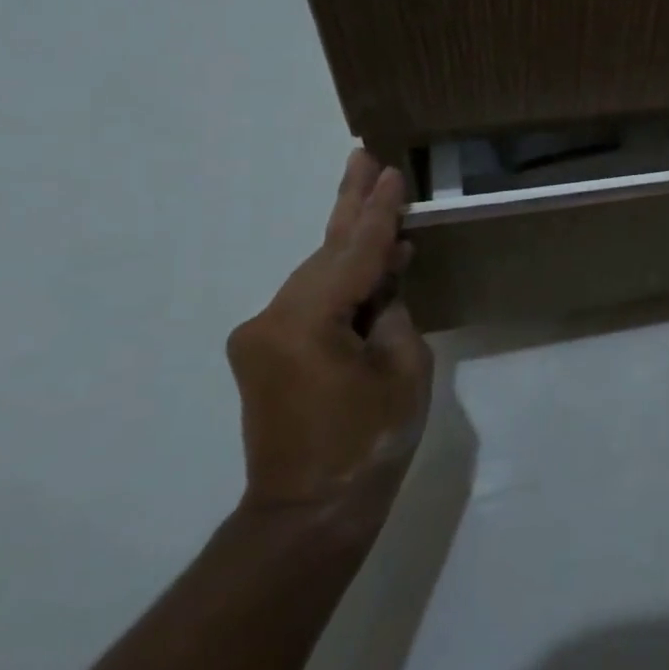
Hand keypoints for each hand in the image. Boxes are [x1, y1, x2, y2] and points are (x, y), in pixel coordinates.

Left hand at [226, 151, 431, 512]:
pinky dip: (343, 282)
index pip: (352, 253)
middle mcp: (271, 319)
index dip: (378, 212)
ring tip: (379, 204)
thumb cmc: (368, 442)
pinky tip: (373, 267)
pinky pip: (313, 302)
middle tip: (363, 156)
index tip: (389, 170)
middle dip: (350, 206)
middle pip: (324, 253)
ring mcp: (263, 337)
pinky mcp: (267, 354)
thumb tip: (381, 291)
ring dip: (352, 246)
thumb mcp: (405, 370)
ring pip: (318, 275)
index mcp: (304, 322)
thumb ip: (394, 315)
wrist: (309, 513)